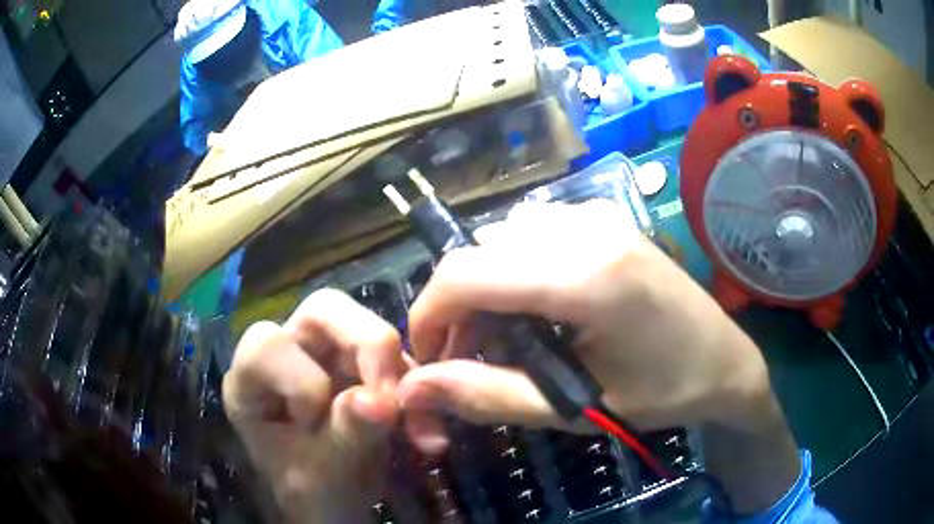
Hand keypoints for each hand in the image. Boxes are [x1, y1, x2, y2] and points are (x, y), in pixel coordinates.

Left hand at [222, 289, 407, 522]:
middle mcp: (287, 354)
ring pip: (364, 324)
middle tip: (394, 397)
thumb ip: (348, 435)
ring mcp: (325, 355)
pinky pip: (393, 357)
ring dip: (397, 369)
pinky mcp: (358, 365)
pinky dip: (414, 385)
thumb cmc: (313, 493)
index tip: (321, 423)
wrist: (339, 505)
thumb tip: (381, 402)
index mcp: (250, 381)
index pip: (266, 345)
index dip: (302, 379)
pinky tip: (423, 426)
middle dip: (366, 347)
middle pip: (322, 311)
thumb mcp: (325, 474)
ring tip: (413, 419)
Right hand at [399, 200, 770, 430]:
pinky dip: (513, 270)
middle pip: (480, 252)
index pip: (466, 273)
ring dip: (485, 288)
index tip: (427, 358)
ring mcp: (598, 216)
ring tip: (504, 338)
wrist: (727, 362)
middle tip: (469, 358)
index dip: (428, 315)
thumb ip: (489, 395)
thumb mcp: (576, 407)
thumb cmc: (664, 393)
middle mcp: (586, 228)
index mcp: (585, 275)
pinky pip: (532, 234)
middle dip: (457, 306)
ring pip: (502, 240)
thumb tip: (416, 389)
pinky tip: (536, 307)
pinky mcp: (605, 219)